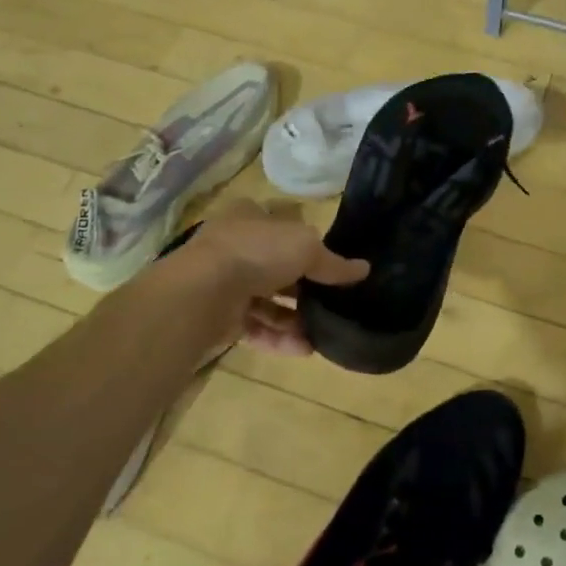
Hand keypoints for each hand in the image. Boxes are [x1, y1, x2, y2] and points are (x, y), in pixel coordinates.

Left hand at [176, 202, 368, 355]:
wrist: (201, 293)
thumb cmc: (256, 252)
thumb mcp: (306, 248)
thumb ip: (334, 262)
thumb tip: (364, 269)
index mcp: (249, 217)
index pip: (281, 226)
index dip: (305, 243)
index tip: (329, 264)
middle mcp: (233, 246)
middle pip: (275, 267)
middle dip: (303, 288)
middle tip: (331, 303)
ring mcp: (223, 282)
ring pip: (266, 301)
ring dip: (294, 318)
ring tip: (322, 334)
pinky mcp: (218, 317)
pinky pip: (254, 327)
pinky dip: (278, 337)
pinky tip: (304, 349)